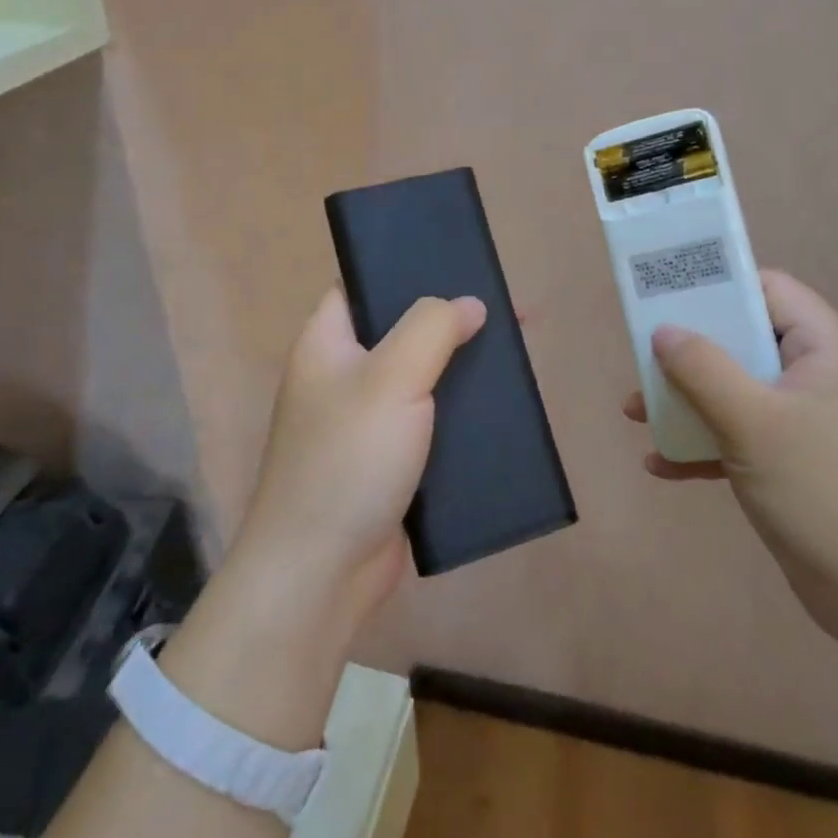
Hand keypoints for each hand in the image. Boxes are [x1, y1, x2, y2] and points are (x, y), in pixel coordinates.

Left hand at [228, 288, 486, 629]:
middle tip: (507, 313)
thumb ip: (431, 328)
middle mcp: (343, 375)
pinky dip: (461, 412)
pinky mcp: (390, 461)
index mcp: (327, 342)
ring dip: (463, 368)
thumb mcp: (391, 378)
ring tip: (515, 355)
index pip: (363, 285)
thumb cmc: (348, 460)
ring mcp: (366, 421)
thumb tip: (469, 304)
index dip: (407, 269)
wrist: (321, 572)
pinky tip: (501, 407)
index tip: (459, 265)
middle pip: (402, 330)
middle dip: (453, 321)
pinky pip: (431, 422)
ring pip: (422, 378)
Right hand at [624, 270, 837, 646]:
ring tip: (636, 414)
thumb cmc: (822, 491)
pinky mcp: (797, 462)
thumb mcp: (752, 422)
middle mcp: (820, 375)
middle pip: (745, 340)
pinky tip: (661, 465)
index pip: (768, 290)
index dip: (717, 286)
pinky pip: (743, 434)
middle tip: (641, 359)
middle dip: (688, 352)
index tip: (666, 297)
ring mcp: (809, 421)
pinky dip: (705, 442)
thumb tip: (664, 331)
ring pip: (737, 389)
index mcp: (826, 348)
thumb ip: (702, 368)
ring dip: (687, 400)